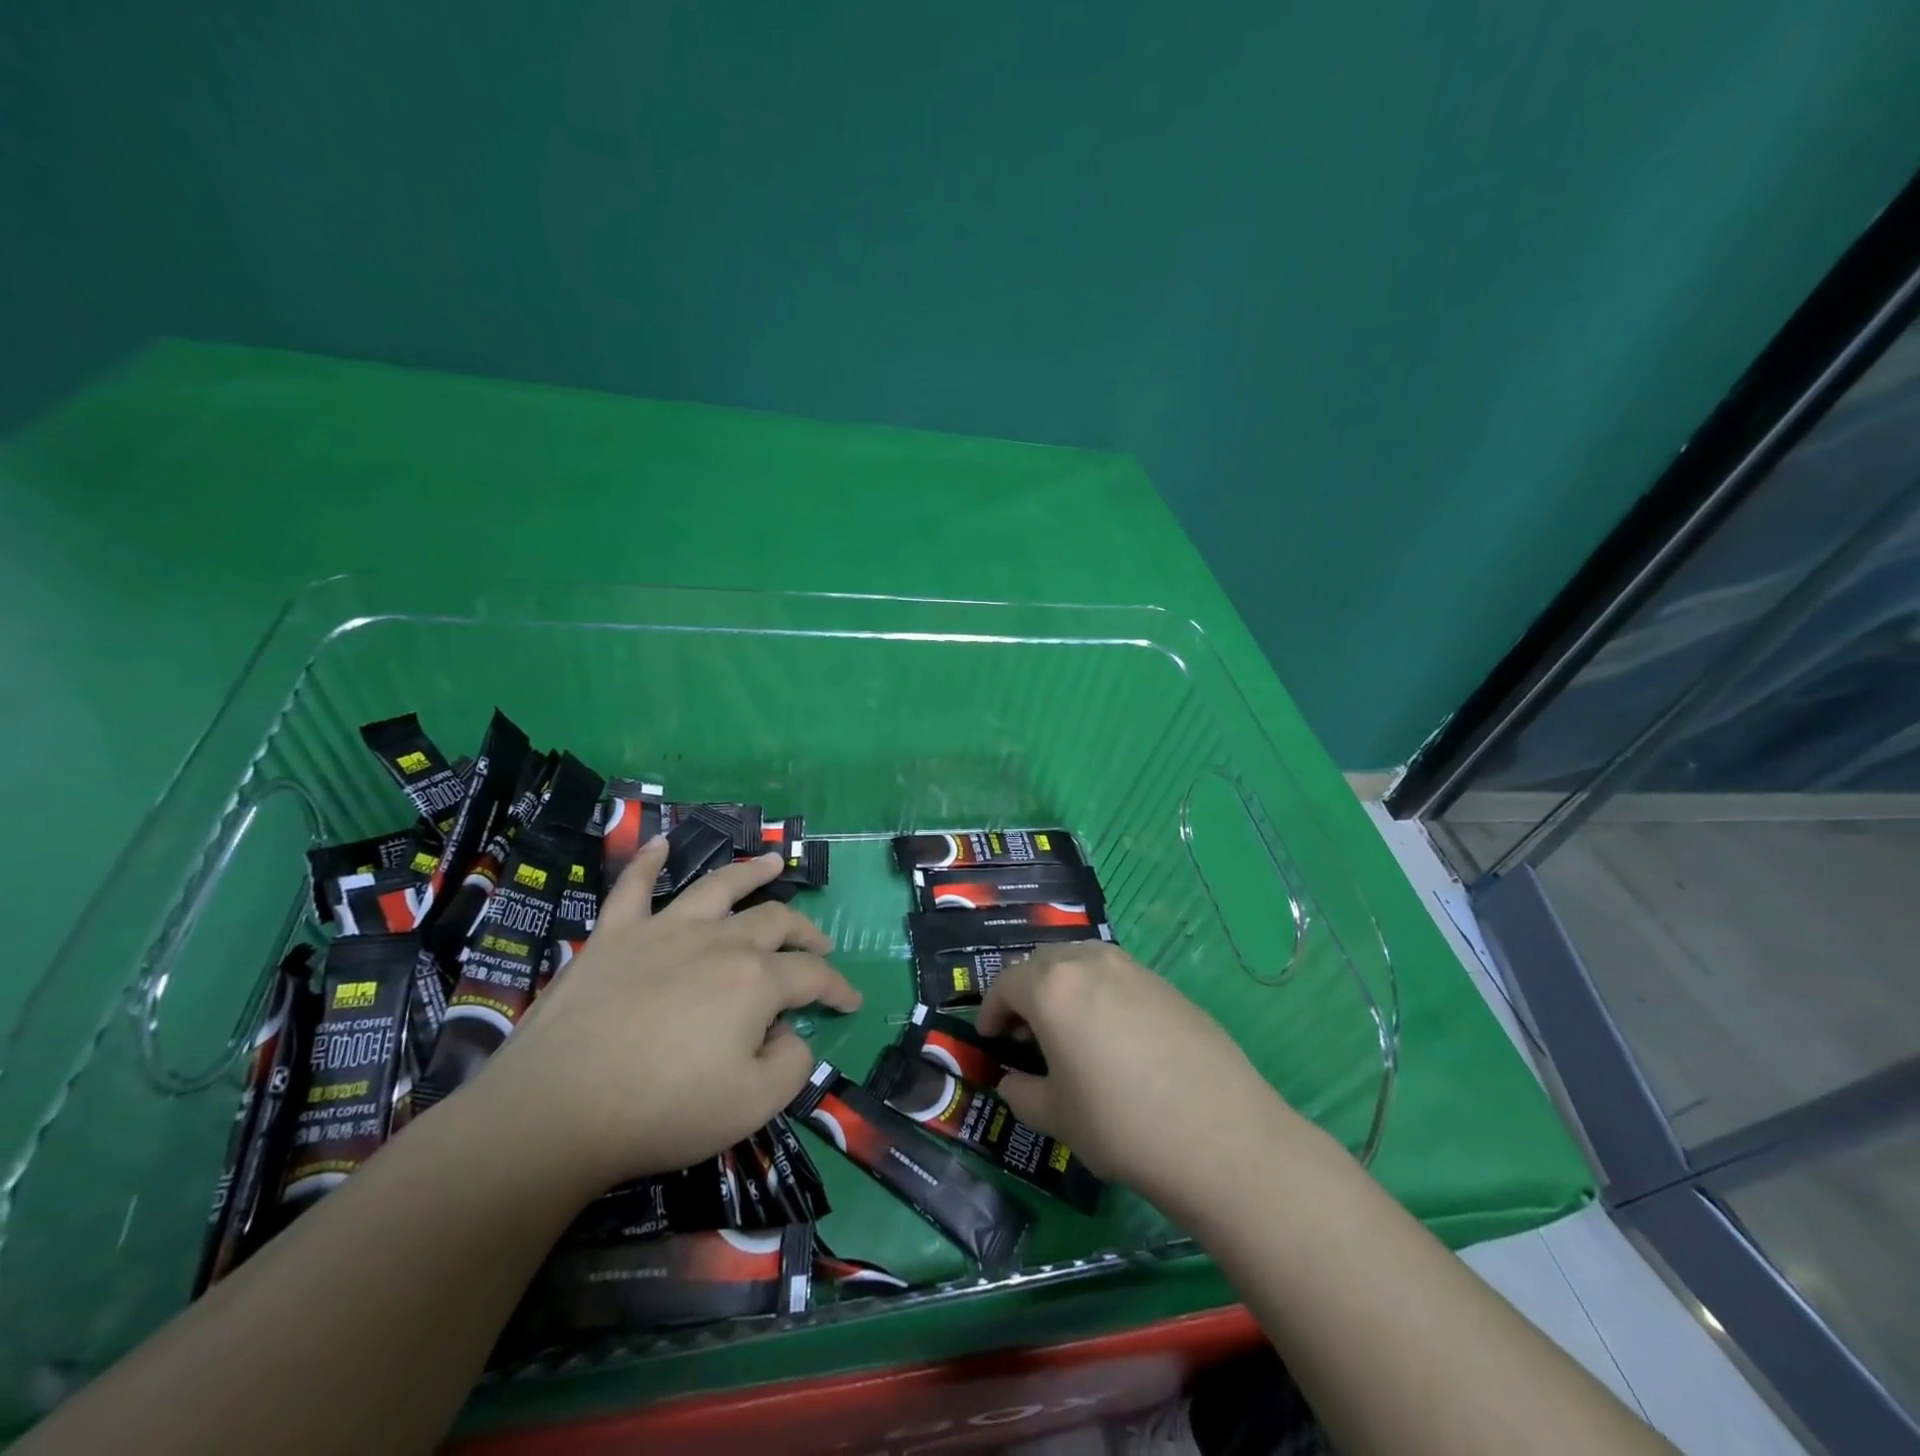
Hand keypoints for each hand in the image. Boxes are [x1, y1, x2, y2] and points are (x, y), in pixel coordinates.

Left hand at [471, 838, 860, 1191]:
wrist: (556, 1110)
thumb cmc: (662, 1110)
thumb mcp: (752, 1105)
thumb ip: (791, 1064)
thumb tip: (792, 1034)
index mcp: (755, 980)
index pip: (812, 975)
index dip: (838, 987)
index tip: (852, 1001)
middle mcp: (718, 941)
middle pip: (775, 922)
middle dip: (805, 932)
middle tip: (820, 945)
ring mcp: (663, 931)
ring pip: (718, 887)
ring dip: (749, 871)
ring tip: (771, 862)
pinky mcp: (613, 935)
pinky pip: (632, 887)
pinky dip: (648, 862)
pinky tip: (660, 844)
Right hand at [976, 942, 1290, 1211]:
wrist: (1221, 1135)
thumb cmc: (1122, 1125)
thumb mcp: (1057, 1117)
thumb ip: (1022, 1094)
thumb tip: (1012, 1083)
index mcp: (1052, 987)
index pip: (1006, 983)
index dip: (991, 1011)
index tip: (990, 1039)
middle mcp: (1090, 963)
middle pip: (1042, 962)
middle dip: (1025, 992)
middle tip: (1025, 1033)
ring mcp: (1133, 969)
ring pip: (1081, 961)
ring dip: (1062, 985)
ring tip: (1068, 1028)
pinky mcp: (1166, 984)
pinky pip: (1116, 976)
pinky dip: (1098, 992)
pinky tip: (1113, 1036)